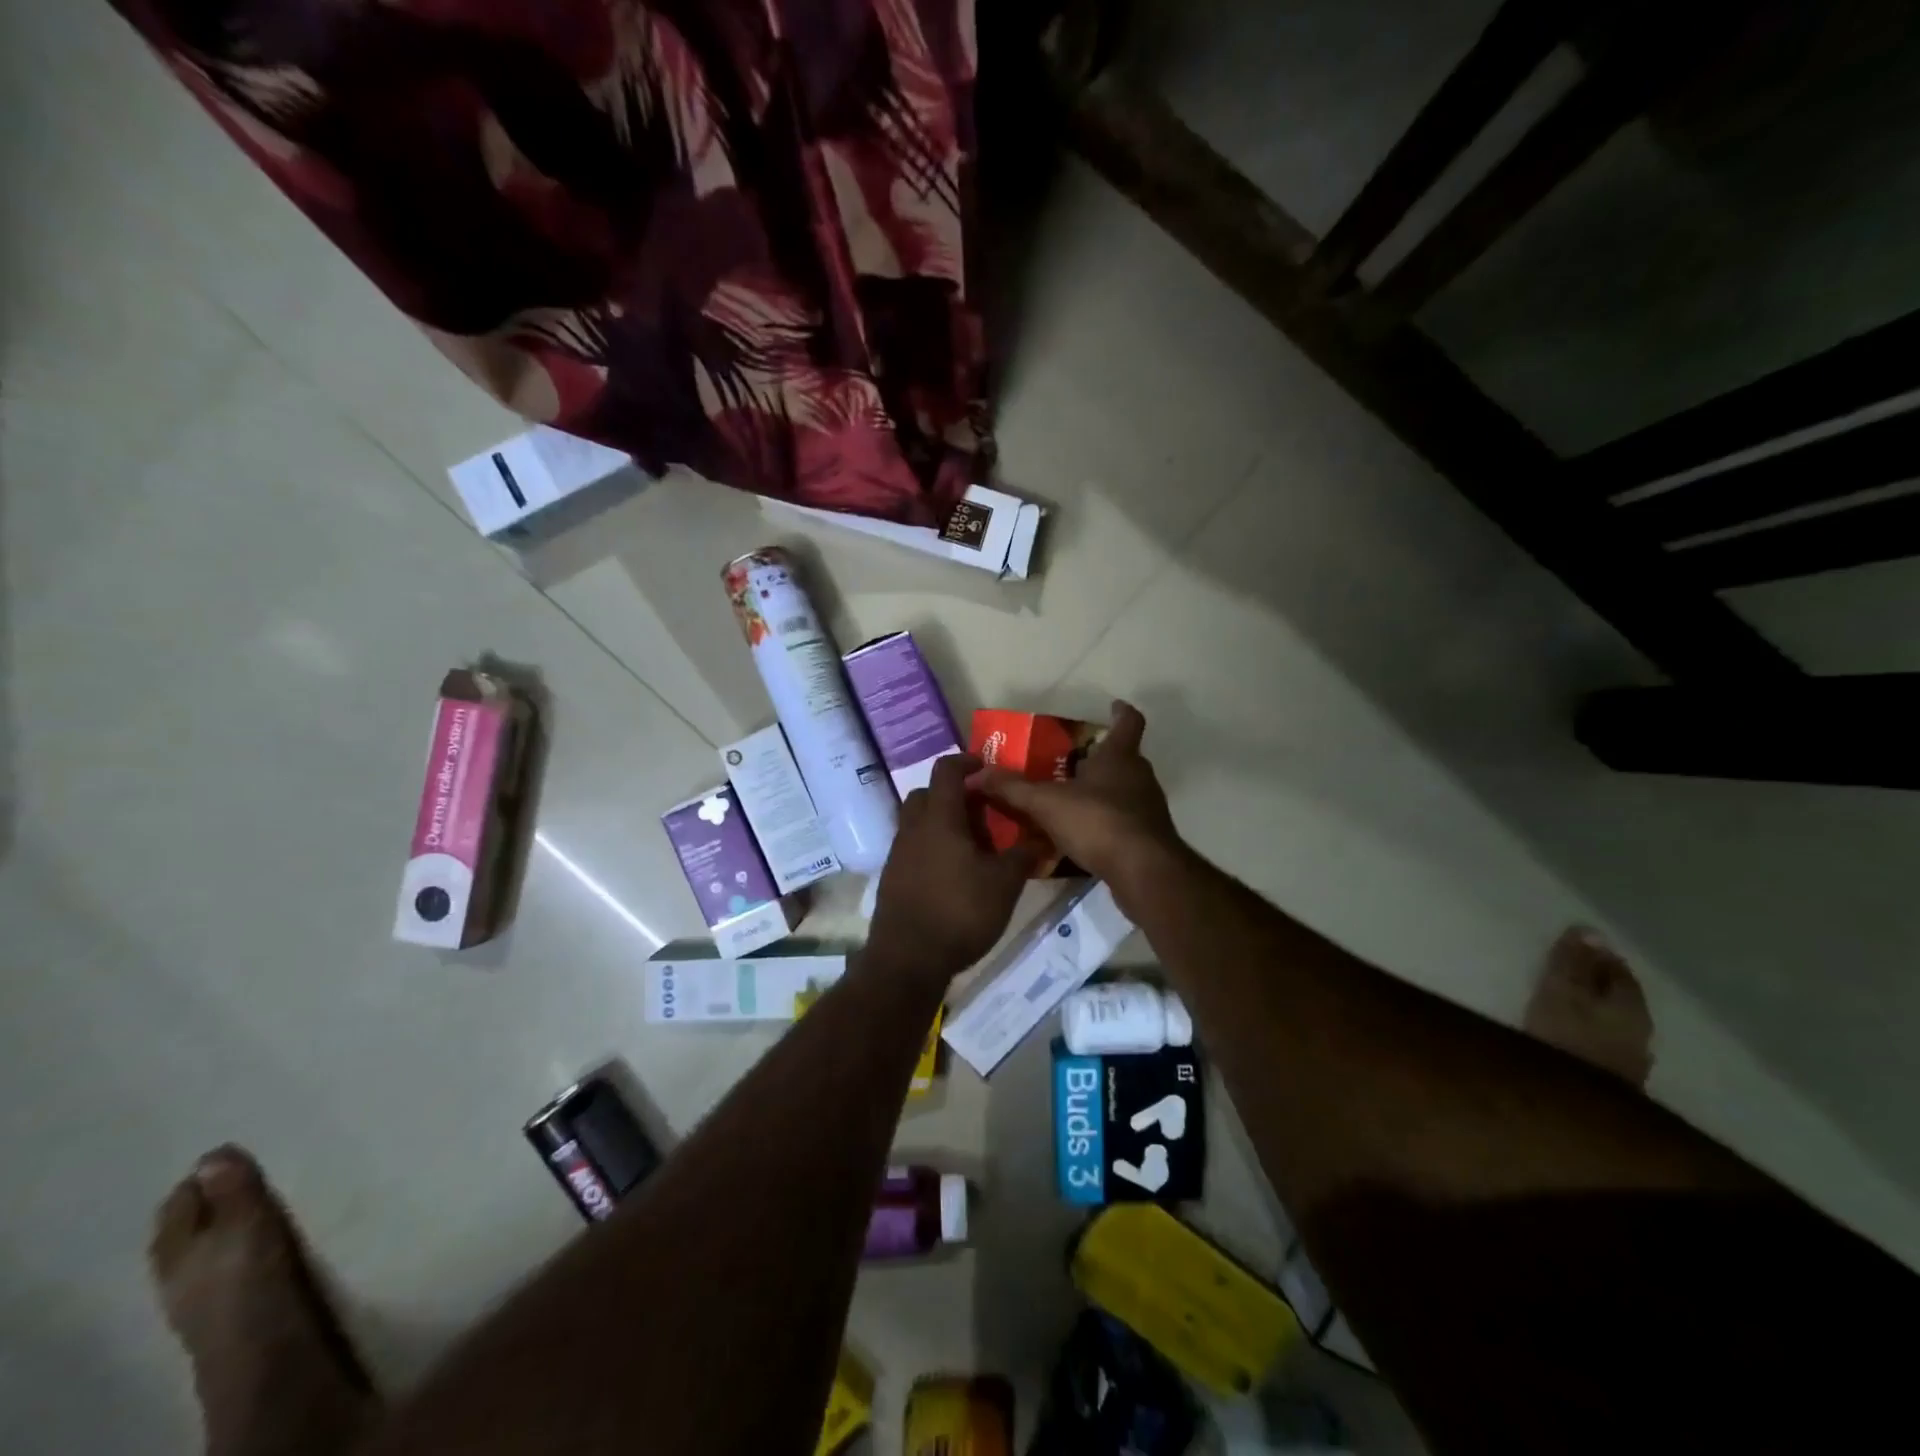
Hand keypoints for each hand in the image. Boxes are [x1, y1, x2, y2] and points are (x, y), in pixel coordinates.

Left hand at [866, 753, 1035, 982]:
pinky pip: (912, 847)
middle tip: (982, 810)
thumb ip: (1023, 855)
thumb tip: (1041, 836)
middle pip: (927, 794)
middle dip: (953, 794)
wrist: (907, 959)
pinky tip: (953, 872)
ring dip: (942, 822)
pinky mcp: (892, 877)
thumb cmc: (960, 912)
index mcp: (939, 818)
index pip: (946, 770)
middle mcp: (912, 827)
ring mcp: (898, 853)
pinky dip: (931, 847)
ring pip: (918, 821)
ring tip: (972, 844)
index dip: (966, 761)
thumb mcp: (1004, 884)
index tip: (987, 768)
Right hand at [971, 700, 1183, 904]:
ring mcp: (1147, 809)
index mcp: (1119, 757)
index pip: (1128, 722)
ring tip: (1068, 800)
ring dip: (1100, 792)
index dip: (1121, 712)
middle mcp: (1139, 777)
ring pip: (1123, 791)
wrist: (1144, 872)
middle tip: (1069, 762)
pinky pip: (1122, 821)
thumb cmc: (1098, 822)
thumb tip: (976, 774)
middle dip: (1099, 758)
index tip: (1113, 706)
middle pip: (1123, 758)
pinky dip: (1103, 822)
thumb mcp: (1046, 803)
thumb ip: (1013, 789)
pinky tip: (1079, 836)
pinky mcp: (1147, 838)